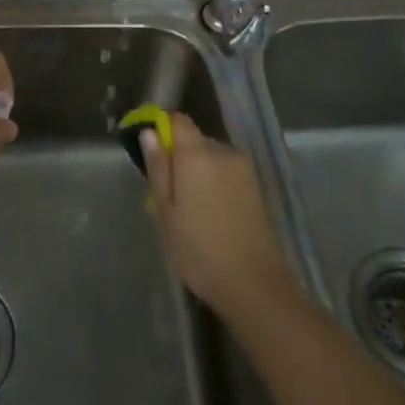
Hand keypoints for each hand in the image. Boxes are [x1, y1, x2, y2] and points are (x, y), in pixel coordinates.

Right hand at [141, 112, 296, 319]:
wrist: (254, 284)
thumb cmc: (199, 250)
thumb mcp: (166, 212)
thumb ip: (158, 168)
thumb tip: (149, 132)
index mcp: (198, 154)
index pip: (177, 120)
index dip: (160, 126)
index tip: (148, 149)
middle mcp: (224, 152)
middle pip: (194, 139)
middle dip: (178, 156)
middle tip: (165, 193)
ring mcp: (244, 169)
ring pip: (211, 157)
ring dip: (196, 171)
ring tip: (188, 209)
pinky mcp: (256, 187)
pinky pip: (226, 172)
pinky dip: (213, 182)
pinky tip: (209, 213)